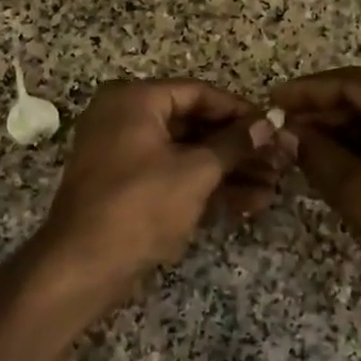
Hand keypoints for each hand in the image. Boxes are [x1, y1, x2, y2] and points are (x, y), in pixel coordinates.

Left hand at [35, 79, 293, 311]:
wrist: (82, 266)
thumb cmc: (140, 206)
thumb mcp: (195, 172)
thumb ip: (234, 144)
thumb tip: (269, 122)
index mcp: (135, 100)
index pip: (198, 93)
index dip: (240, 111)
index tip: (273, 127)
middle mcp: (126, 117)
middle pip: (194, 124)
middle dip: (238, 147)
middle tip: (278, 161)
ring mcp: (124, 153)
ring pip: (186, 153)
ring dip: (229, 170)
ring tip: (272, 187)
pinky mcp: (127, 186)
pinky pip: (172, 174)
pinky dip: (205, 186)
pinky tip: (247, 204)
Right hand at [272, 68, 360, 319]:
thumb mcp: (358, 192)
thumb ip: (317, 155)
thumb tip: (287, 134)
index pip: (352, 84)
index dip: (308, 92)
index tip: (273, 101)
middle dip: (324, 113)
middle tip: (285, 129)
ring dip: (344, 131)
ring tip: (304, 147)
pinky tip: (338, 160)